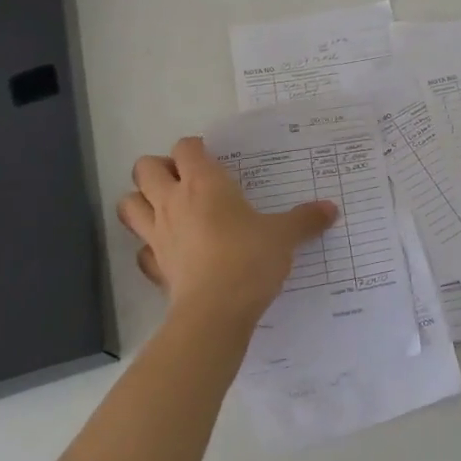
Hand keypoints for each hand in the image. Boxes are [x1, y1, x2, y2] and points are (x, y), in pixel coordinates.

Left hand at [117, 137, 337, 323]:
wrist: (215, 313)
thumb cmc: (249, 259)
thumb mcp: (284, 236)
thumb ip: (305, 220)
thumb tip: (331, 209)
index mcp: (204, 183)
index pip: (186, 147)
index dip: (195, 148)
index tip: (213, 159)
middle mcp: (173, 201)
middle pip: (145, 168)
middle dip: (159, 169)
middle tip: (185, 181)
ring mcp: (157, 235)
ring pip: (129, 204)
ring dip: (142, 201)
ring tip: (167, 209)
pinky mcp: (153, 267)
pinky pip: (140, 250)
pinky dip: (148, 246)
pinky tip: (168, 251)